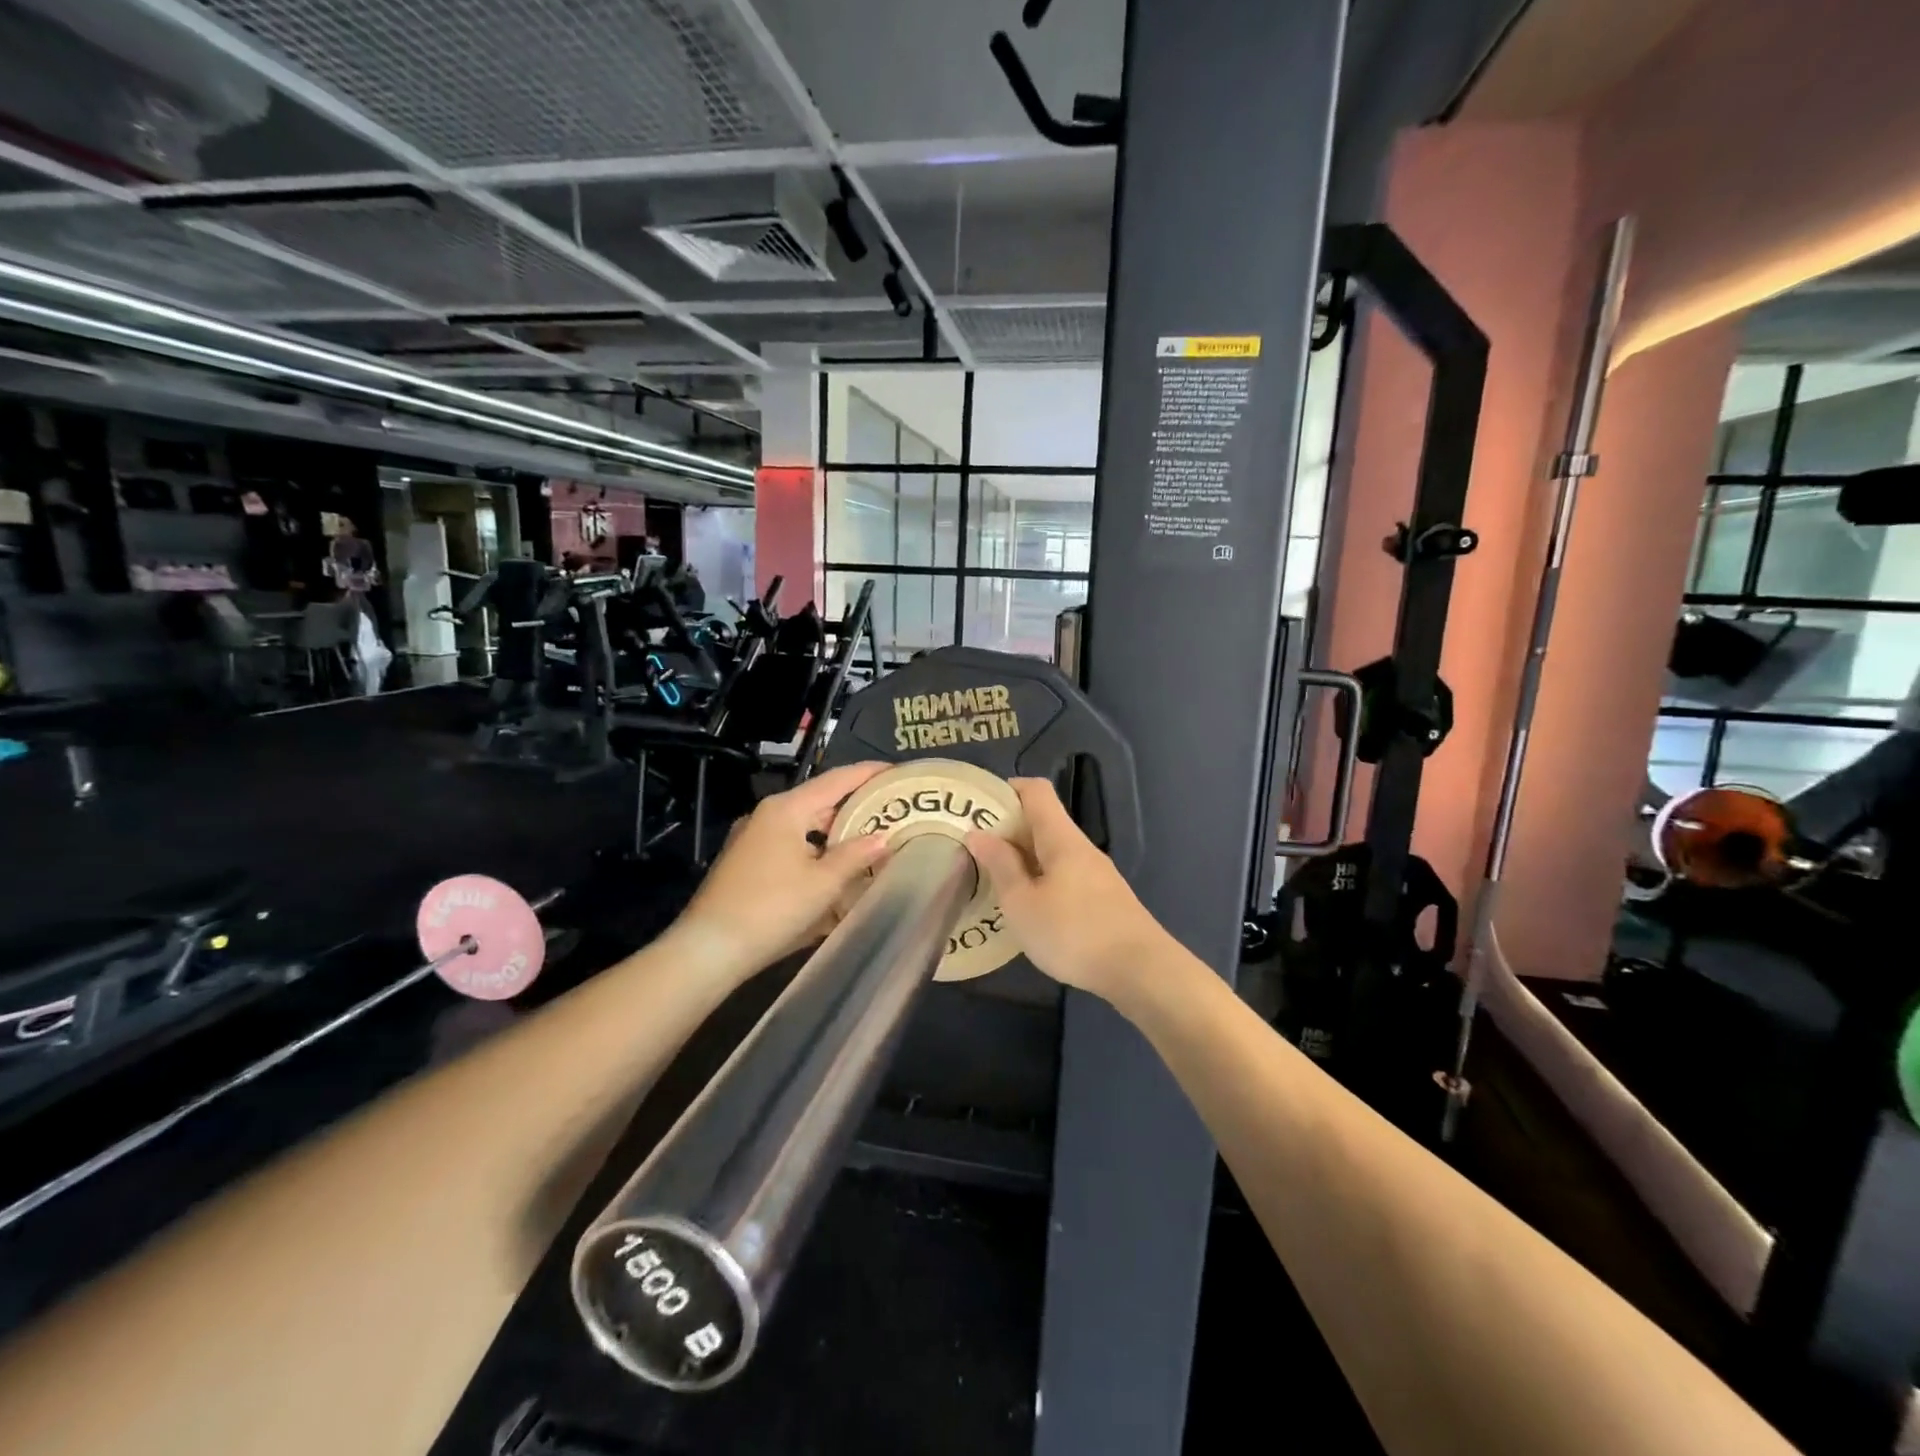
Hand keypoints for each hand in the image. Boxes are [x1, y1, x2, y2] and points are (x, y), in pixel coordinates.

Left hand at [672, 762, 892, 981]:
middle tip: (891, 811)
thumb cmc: (772, 908)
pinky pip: (790, 847)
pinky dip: (816, 851)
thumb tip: (883, 837)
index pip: (836, 780)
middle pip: (820, 801)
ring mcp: (753, 840)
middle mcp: (767, 816)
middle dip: (855, 806)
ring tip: (869, 841)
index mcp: (786, 809)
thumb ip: (856, 855)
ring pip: (804, 827)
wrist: (709, 949)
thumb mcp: (823, 883)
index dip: (869, 773)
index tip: (897, 771)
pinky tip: (834, 870)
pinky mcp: (746, 864)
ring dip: (835, 832)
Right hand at [965, 778, 1167, 1004]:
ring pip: (1053, 852)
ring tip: (995, 881)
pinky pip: (1064, 875)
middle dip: (1008, 830)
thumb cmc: (1073, 933)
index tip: (979, 808)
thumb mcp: (1022, 903)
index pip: (1036, 790)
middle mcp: (1081, 847)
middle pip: (1043, 821)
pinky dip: (1041, 880)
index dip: (1008, 790)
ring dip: (1023, 859)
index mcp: (1061, 838)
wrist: (1141, 971)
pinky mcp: (1103, 899)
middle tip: (974, 851)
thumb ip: (1000, 866)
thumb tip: (977, 833)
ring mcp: (1096, 874)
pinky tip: (1028, 908)